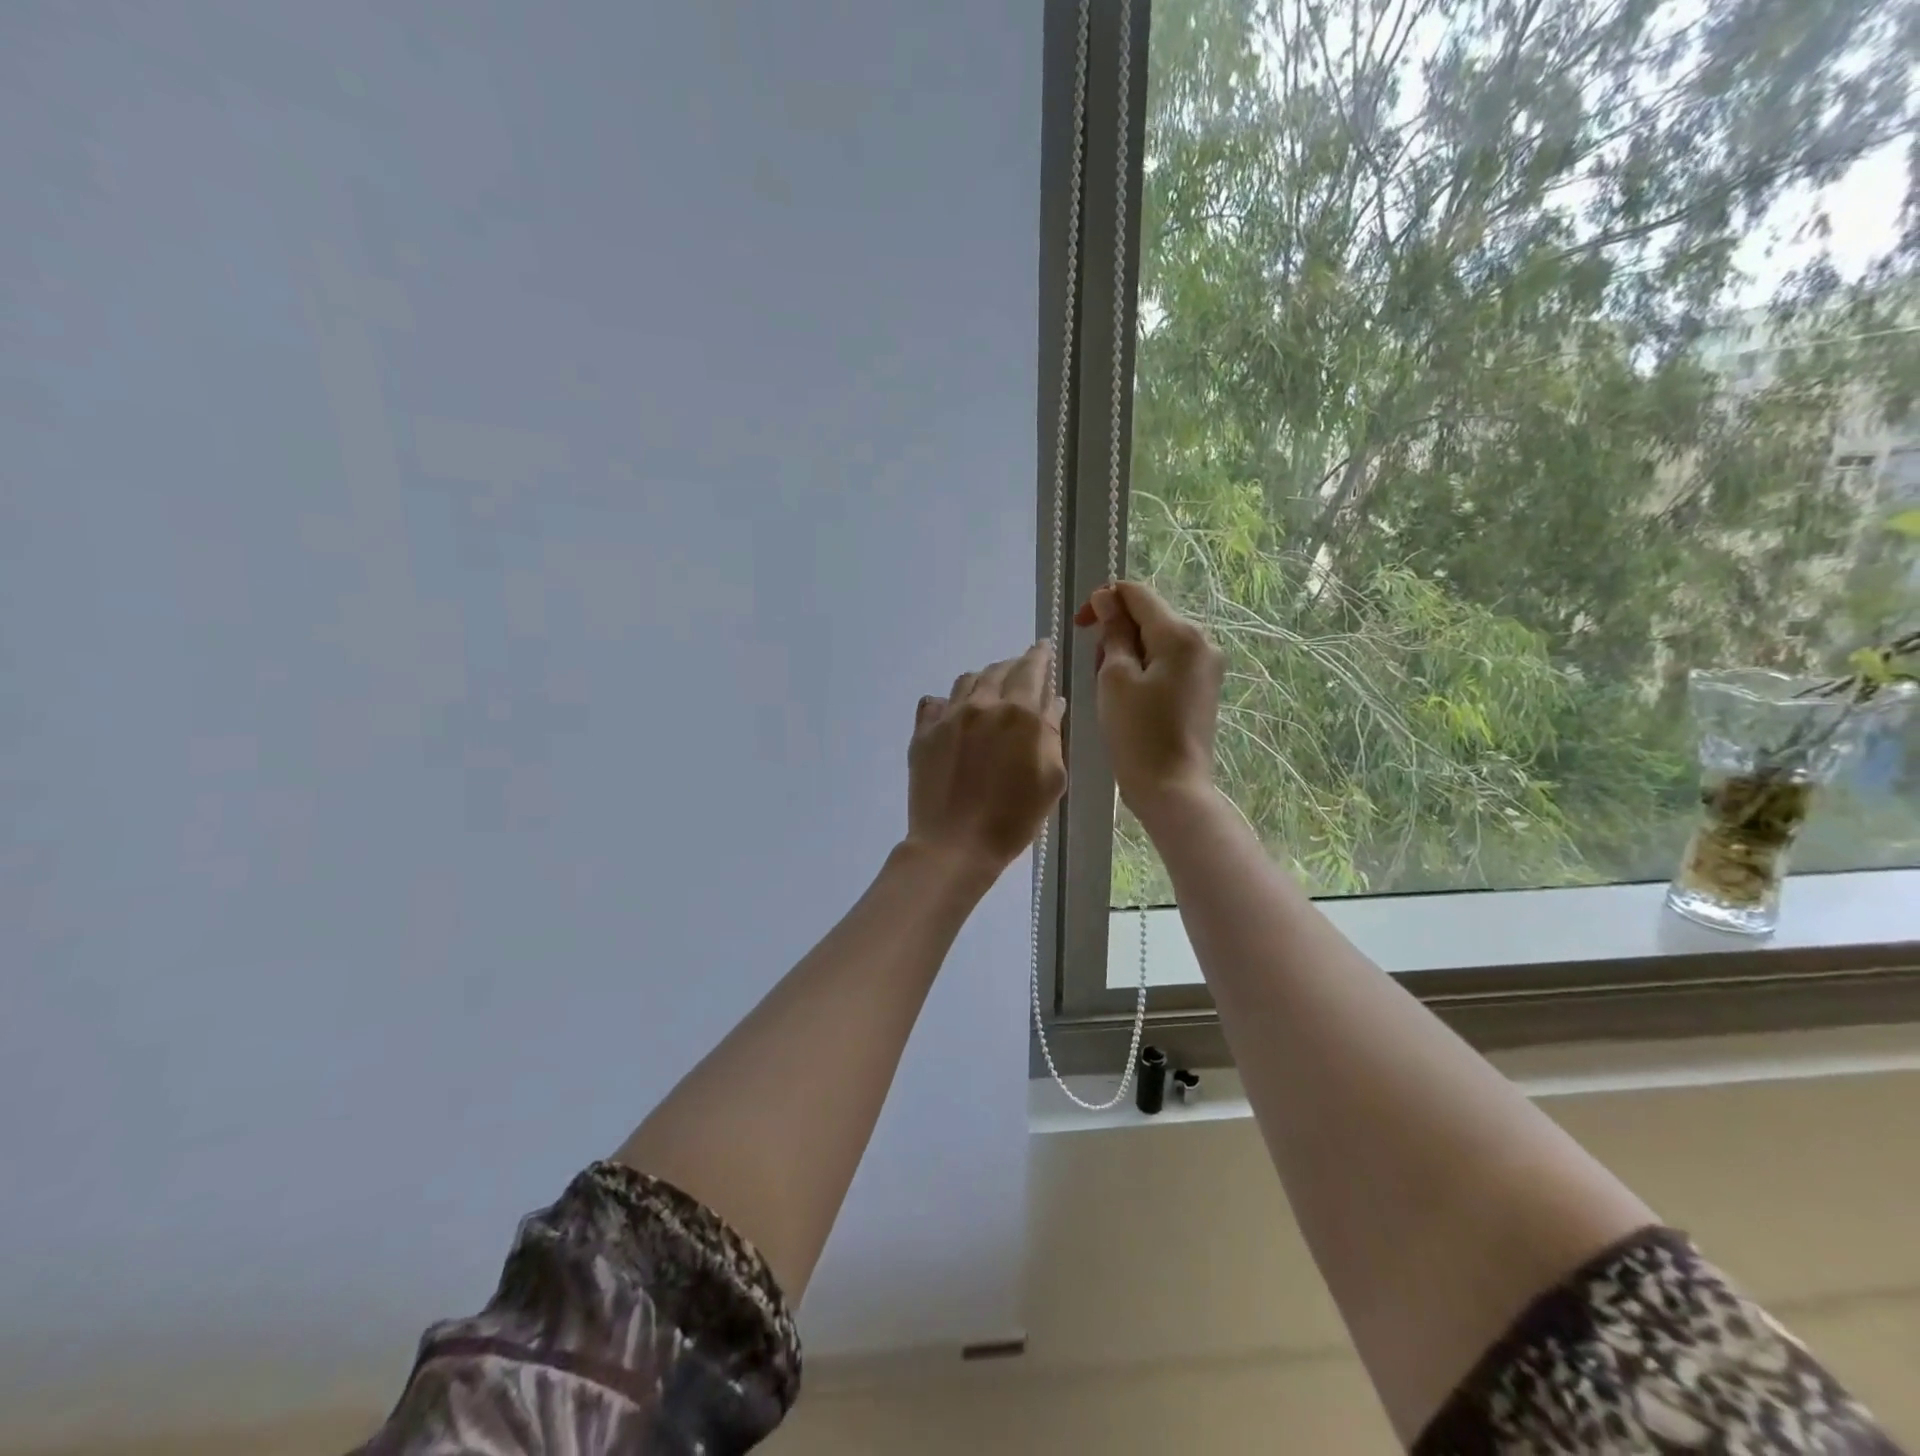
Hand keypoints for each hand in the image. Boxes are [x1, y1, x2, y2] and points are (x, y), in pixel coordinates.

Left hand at [906, 642, 1067, 876]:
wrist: (955, 844)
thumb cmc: (1014, 818)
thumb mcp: (1051, 778)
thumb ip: (1052, 734)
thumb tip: (1052, 702)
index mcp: (1019, 713)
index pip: (1031, 669)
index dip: (1039, 655)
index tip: (1043, 647)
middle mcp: (982, 704)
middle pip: (998, 670)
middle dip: (1013, 666)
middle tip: (1021, 672)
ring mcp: (948, 717)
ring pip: (966, 681)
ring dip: (983, 680)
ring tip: (990, 691)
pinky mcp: (922, 734)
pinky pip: (935, 703)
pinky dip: (950, 702)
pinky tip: (954, 713)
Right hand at [1074, 580, 1224, 824]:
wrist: (1172, 789)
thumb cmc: (1137, 734)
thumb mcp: (1115, 678)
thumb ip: (1112, 633)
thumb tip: (1107, 598)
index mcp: (1180, 634)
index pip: (1137, 593)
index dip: (1104, 601)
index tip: (1080, 626)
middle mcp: (1202, 641)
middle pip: (1149, 615)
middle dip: (1116, 631)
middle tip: (1095, 668)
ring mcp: (1207, 666)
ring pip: (1158, 640)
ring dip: (1128, 652)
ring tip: (1110, 688)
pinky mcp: (1204, 688)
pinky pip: (1169, 662)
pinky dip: (1145, 669)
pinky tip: (1130, 698)